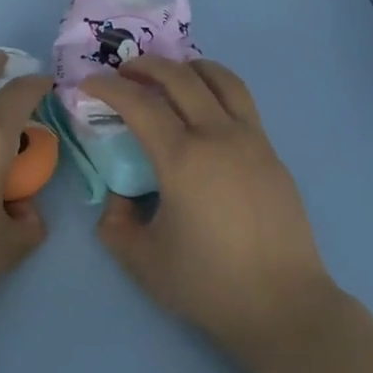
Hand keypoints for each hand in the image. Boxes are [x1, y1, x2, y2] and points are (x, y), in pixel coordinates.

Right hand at [83, 57, 336, 361]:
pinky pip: (242, 103)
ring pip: (221, 80)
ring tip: (171, 75)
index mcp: (182, 159)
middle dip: (146, 66)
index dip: (108, 87)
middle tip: (124, 72)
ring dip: (189, 67)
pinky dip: (216, 90)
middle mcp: (218, 136)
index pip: (139, 104)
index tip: (89, 84)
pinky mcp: (272, 154)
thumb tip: (120, 197)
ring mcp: (252, 141)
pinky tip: (205, 113)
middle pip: (180, 77)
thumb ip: (116, 224)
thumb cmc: (209, 285)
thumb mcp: (143, 261)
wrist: (284, 306)